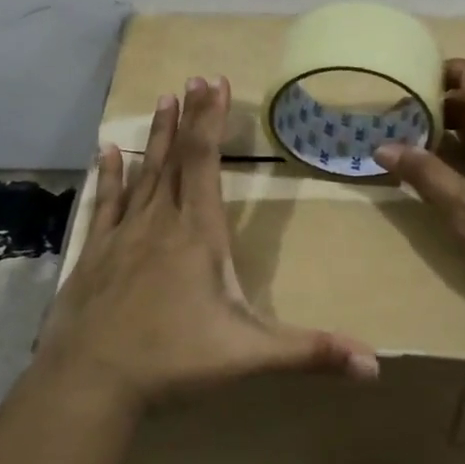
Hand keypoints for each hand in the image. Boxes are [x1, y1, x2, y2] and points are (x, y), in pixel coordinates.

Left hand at [39, 76, 379, 409]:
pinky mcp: (94, 256)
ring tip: (161, 99)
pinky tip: (105, 151)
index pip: (205, 162)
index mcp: (197, 235)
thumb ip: (310, 352)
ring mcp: (122, 237)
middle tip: (193, 78)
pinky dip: (109, 176)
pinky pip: (106, 204)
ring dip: (155, 137)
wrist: (89, 385)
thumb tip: (376, 365)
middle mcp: (159, 224)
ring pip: (143, 174)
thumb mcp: (249, 356)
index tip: (214, 81)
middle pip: (176, 158)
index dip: (210, 120)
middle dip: (189, 117)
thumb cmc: (173, 362)